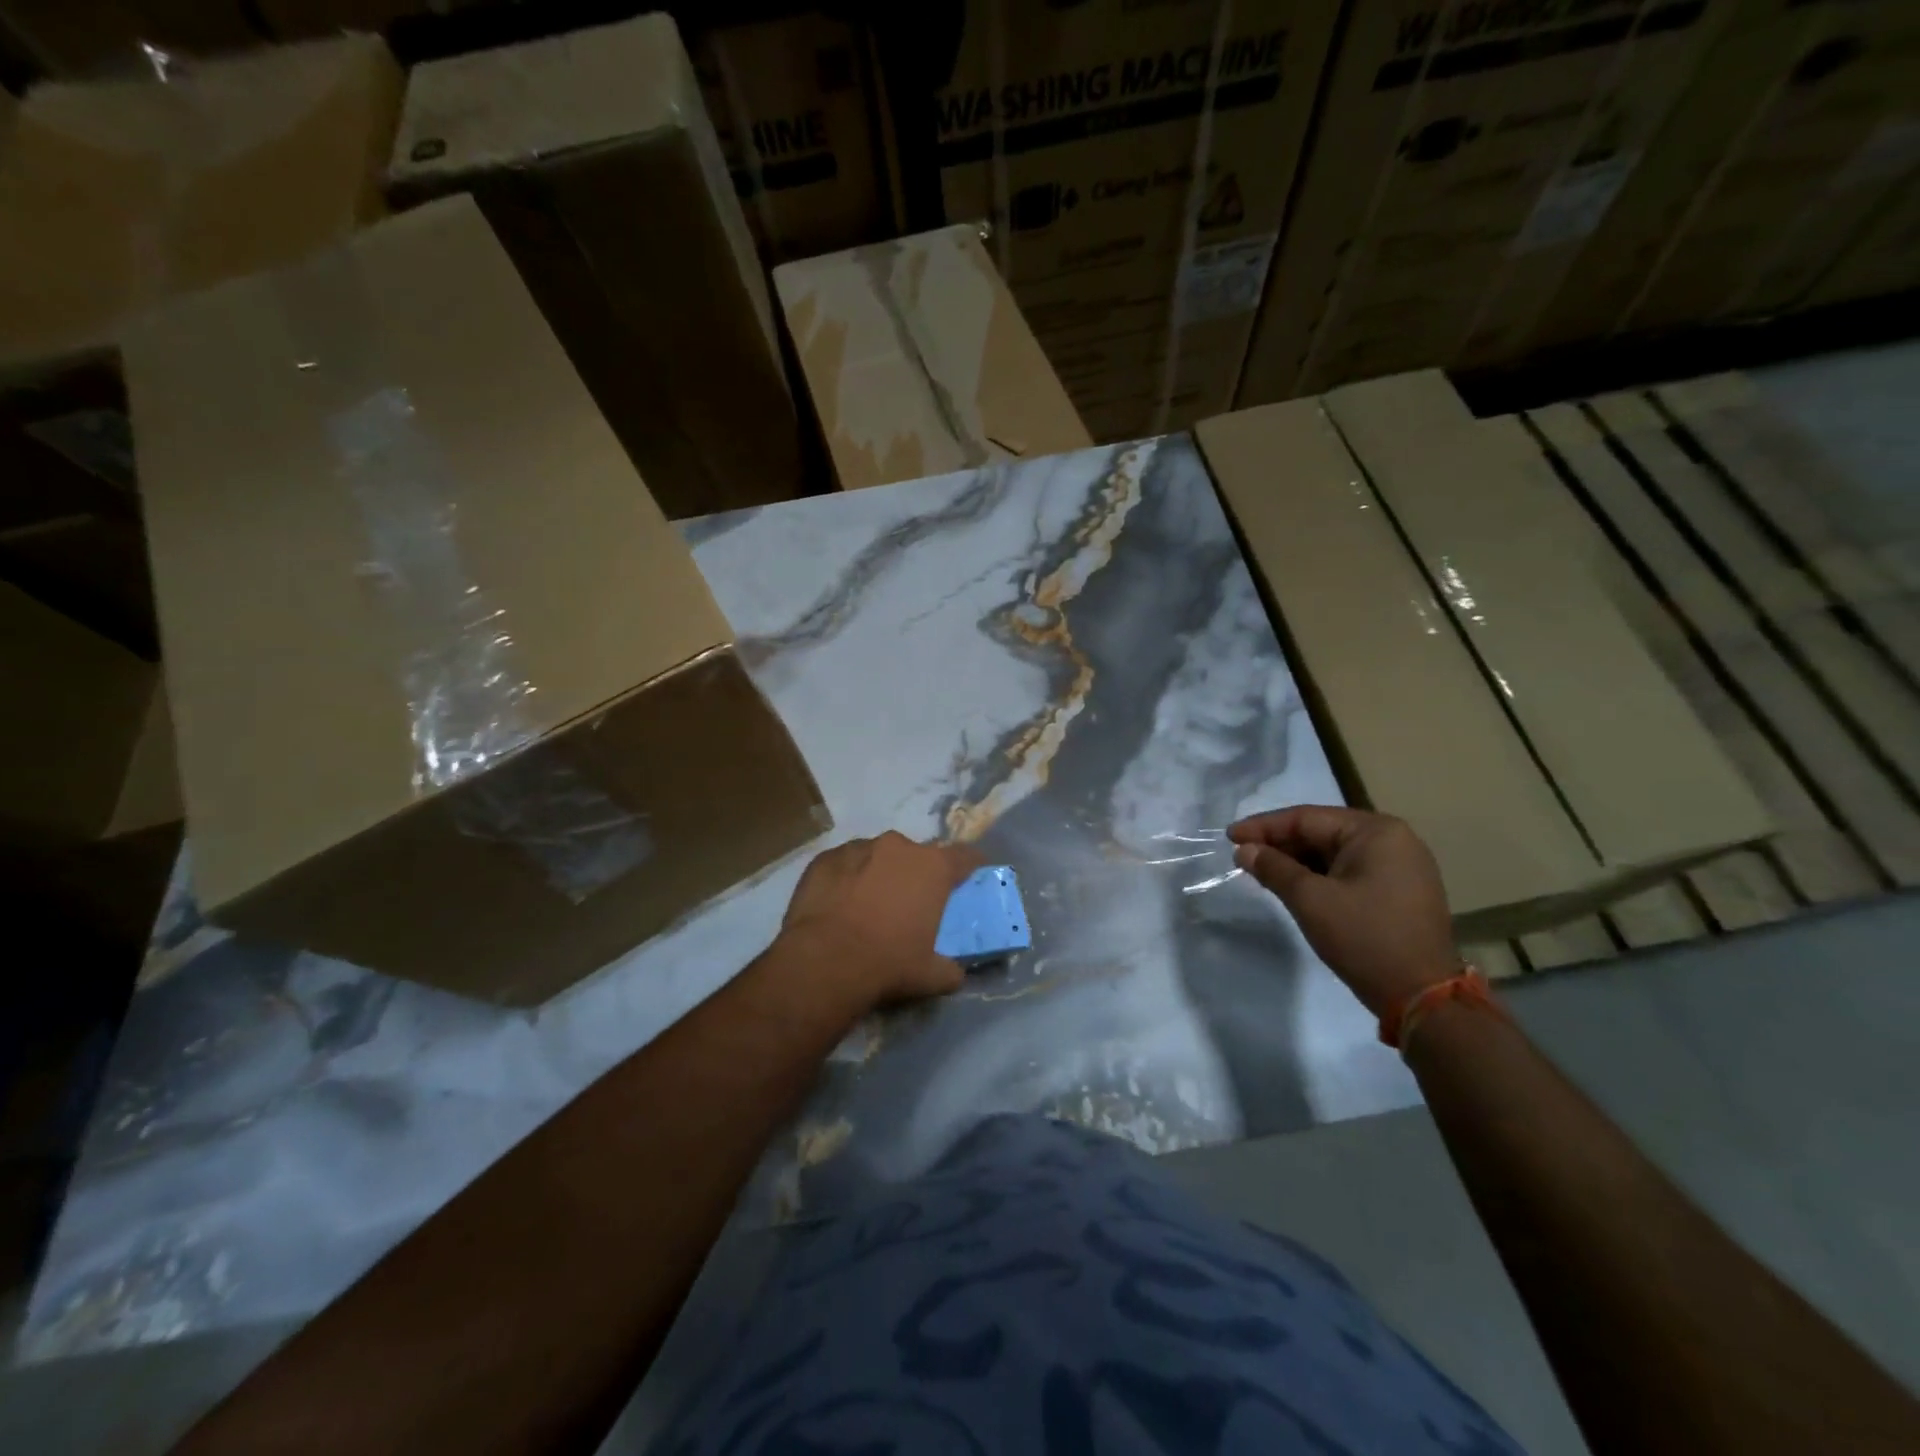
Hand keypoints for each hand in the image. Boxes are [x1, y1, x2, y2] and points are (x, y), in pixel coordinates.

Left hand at [779, 831, 982, 1010]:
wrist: (824, 960)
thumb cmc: (888, 963)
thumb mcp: (930, 975)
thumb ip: (950, 969)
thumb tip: (955, 973)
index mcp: (933, 867)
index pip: (965, 856)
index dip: (970, 866)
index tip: (969, 878)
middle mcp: (899, 847)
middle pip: (917, 855)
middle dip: (916, 874)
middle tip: (910, 903)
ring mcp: (859, 848)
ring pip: (878, 856)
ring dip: (880, 873)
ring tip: (869, 905)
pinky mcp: (826, 858)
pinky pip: (845, 864)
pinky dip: (848, 878)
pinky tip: (839, 904)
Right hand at [1229, 806, 1457, 1017]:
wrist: (1423, 997)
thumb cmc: (1364, 938)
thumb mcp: (1310, 900)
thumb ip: (1274, 868)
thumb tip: (1244, 850)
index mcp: (1377, 831)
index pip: (1307, 818)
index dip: (1264, 827)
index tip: (1230, 837)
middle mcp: (1394, 840)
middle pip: (1323, 832)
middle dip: (1280, 843)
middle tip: (1242, 854)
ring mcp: (1402, 866)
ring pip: (1335, 853)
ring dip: (1297, 860)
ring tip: (1261, 870)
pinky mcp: (1401, 891)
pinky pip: (1350, 871)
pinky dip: (1319, 875)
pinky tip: (1293, 885)